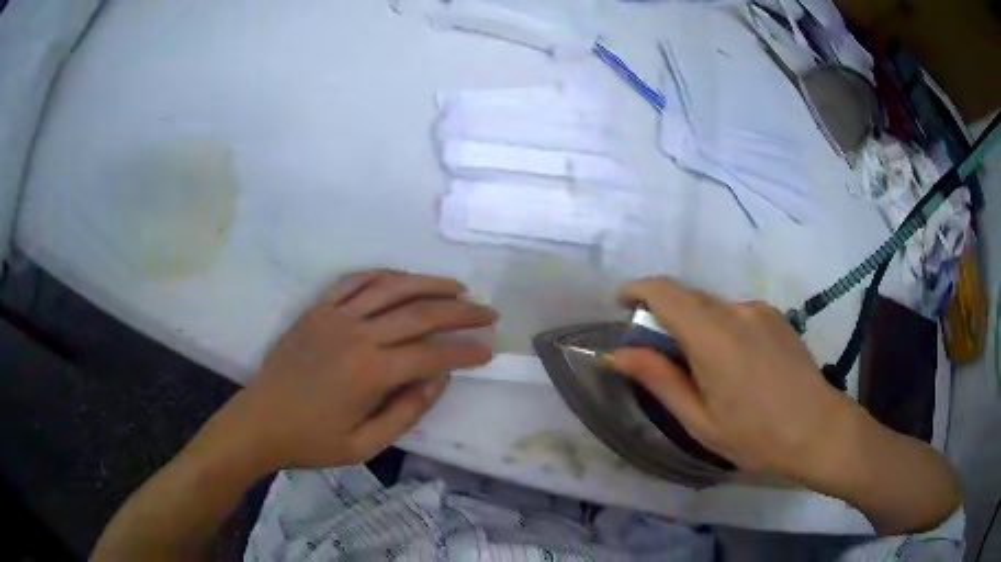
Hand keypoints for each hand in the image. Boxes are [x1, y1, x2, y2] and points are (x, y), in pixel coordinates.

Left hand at [203, 269, 497, 471]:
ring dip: (429, 284)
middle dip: (460, 312)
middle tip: (487, 312)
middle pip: (419, 313)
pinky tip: (404, 277)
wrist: (259, 421)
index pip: (431, 354)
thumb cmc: (311, 441)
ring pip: (392, 288)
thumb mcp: (364, 445)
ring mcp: (334, 316)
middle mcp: (356, 335)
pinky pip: (355, 281)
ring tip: (458, 287)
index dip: (465, 351)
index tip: (488, 350)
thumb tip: (439, 379)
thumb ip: (407, 412)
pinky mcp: (317, 309)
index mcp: (370, 373)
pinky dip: (384, 275)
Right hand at [606, 278, 860, 480]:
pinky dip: (720, 327)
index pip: (665, 292)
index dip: (637, 290)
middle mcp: (736, 310)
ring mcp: (759, 309)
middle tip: (659, 356)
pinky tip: (735, 364)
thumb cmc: (754, 435)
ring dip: (694, 324)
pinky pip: (735, 312)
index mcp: (713, 337)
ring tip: (705, 369)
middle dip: (663, 315)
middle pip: (686, 296)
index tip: (621, 306)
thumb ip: (658, 379)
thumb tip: (618, 353)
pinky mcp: (774, 315)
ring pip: (711, 305)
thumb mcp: (699, 419)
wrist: (817, 429)